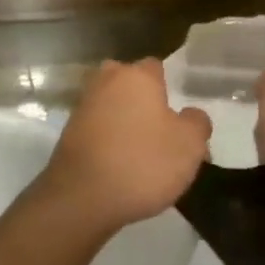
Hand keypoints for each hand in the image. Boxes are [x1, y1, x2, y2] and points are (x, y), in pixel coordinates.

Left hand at [40, 59, 210, 229]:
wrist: (82, 197)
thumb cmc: (143, 162)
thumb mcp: (189, 145)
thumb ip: (197, 122)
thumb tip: (191, 115)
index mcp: (136, 76)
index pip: (156, 67)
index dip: (168, 88)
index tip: (177, 115)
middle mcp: (106, 81)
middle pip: (129, 83)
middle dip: (142, 99)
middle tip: (159, 130)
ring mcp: (83, 106)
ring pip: (111, 105)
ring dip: (123, 120)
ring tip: (140, 152)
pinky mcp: (68, 132)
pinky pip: (97, 128)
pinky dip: (108, 139)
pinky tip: (119, 163)